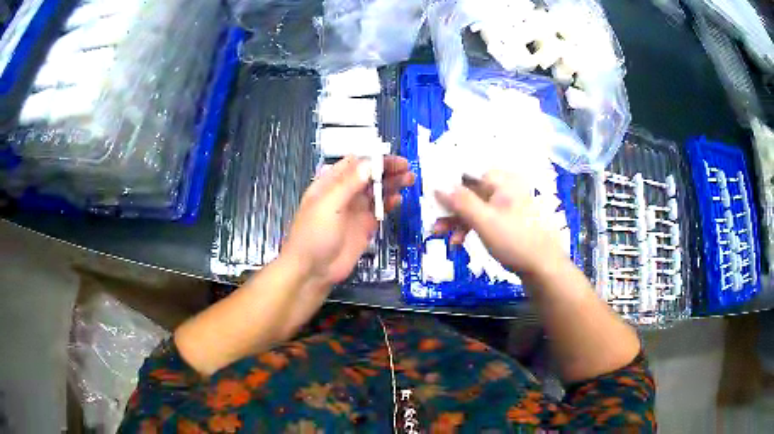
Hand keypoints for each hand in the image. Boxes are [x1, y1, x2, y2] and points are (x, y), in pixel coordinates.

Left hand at [282, 155, 414, 285]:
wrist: (313, 270)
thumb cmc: (314, 235)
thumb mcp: (328, 205)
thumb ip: (348, 183)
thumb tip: (370, 163)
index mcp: (330, 183)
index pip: (354, 163)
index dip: (372, 158)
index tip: (391, 157)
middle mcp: (344, 193)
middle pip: (368, 175)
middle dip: (387, 169)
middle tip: (406, 167)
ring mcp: (355, 210)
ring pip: (376, 190)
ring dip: (392, 183)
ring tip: (409, 179)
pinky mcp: (365, 226)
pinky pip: (380, 210)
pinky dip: (390, 203)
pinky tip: (399, 199)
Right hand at [433, 170, 564, 276]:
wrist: (544, 267)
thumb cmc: (515, 240)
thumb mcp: (484, 221)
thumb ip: (460, 202)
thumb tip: (438, 186)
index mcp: (502, 181)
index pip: (468, 175)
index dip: (448, 187)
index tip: (433, 202)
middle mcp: (505, 188)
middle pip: (470, 192)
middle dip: (451, 210)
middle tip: (435, 225)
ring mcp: (508, 205)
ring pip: (475, 207)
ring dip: (458, 221)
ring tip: (443, 237)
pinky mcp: (508, 221)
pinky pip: (484, 218)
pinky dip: (471, 228)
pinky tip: (460, 242)